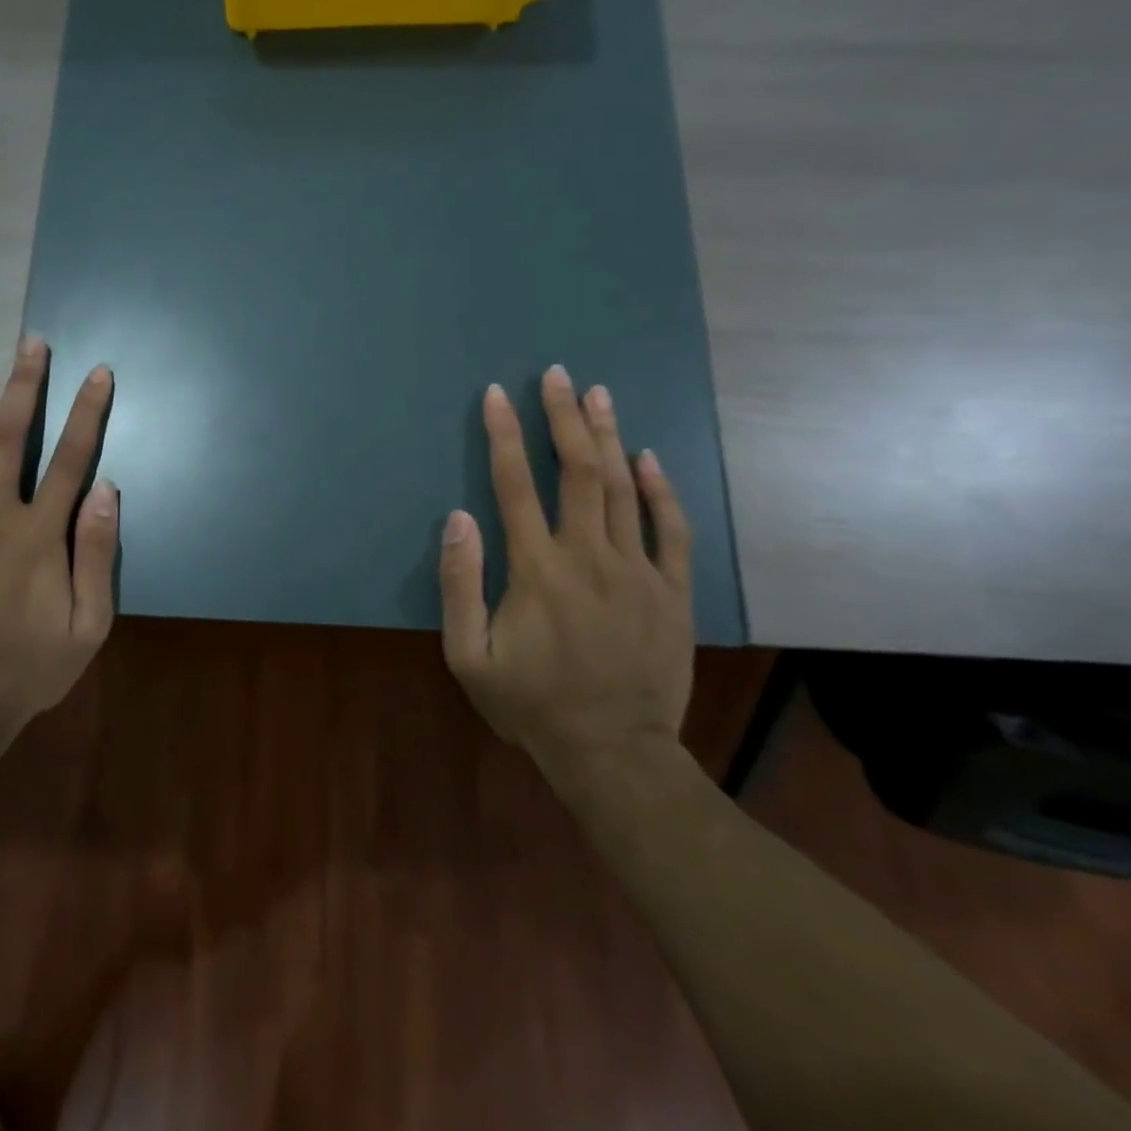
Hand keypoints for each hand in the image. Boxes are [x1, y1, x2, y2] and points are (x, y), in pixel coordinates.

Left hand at [0, 337, 118, 721]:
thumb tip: (107, 489)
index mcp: (40, 536)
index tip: (97, 373)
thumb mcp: (89, 623)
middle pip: (10, 439)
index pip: (71, 459)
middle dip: (24, 387)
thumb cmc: (32, 665)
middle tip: (30, 344)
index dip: (86, 412)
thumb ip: (98, 553)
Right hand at [438, 365, 694, 788]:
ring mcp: (638, 572)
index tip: (496, 395)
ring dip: (608, 436)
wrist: (614, 754)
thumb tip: (458, 517)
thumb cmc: (531, 705)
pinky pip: (672, 529)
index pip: (515, 485)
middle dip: (563, 417)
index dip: (504, 435)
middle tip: (556, 375)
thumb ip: (459, 584)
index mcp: (537, 570)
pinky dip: (661, 490)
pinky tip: (648, 457)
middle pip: (577, 471)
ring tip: (597, 394)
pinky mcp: (673, 592)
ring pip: (623, 489)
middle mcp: (589, 557)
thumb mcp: (468, 656)